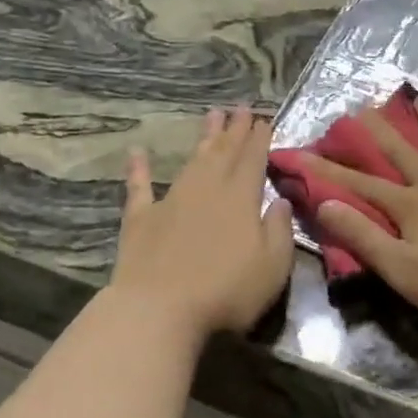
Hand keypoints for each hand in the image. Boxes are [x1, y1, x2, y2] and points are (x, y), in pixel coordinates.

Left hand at [109, 107, 294, 335]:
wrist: (158, 310)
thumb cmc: (225, 291)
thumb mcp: (272, 266)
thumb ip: (279, 230)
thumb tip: (281, 200)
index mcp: (240, 198)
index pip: (253, 160)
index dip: (259, 139)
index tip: (263, 118)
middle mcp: (207, 189)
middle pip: (223, 152)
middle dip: (234, 129)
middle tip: (239, 107)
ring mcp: (171, 201)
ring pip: (191, 160)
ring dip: (203, 137)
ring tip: (211, 114)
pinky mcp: (141, 219)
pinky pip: (140, 187)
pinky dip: (138, 168)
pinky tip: (136, 152)